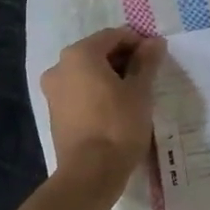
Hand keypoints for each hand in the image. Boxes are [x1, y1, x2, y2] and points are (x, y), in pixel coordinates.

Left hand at [41, 27, 165, 178]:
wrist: (90, 173)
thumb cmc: (118, 125)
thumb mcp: (140, 91)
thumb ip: (146, 62)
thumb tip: (155, 42)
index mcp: (79, 54)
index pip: (113, 36)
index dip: (137, 42)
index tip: (156, 56)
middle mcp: (60, 66)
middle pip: (97, 53)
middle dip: (123, 59)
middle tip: (148, 75)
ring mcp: (53, 91)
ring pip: (87, 73)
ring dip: (110, 76)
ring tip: (135, 93)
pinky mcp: (54, 113)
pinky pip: (79, 92)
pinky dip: (97, 92)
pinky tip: (116, 108)